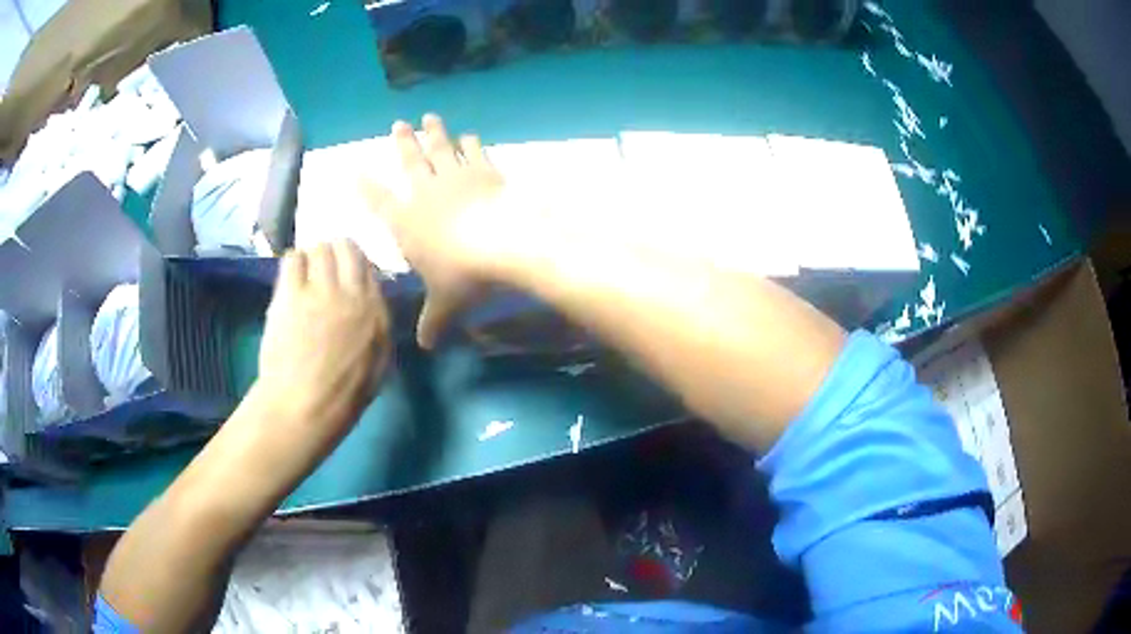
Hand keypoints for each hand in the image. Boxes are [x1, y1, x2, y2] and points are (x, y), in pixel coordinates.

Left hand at [258, 240, 389, 434]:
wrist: (303, 408)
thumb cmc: (342, 398)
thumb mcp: (378, 365)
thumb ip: (377, 328)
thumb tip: (370, 304)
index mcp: (376, 313)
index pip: (369, 267)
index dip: (354, 266)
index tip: (343, 274)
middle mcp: (353, 294)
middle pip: (346, 248)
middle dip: (335, 252)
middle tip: (323, 267)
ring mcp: (321, 291)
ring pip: (319, 248)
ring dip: (312, 257)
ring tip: (304, 273)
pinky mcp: (292, 294)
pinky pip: (292, 258)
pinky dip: (292, 263)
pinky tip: (289, 278)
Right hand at [362, 114, 525, 348]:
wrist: (504, 243)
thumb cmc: (465, 276)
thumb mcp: (446, 305)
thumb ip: (433, 323)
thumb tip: (426, 348)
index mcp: (407, 223)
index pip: (379, 201)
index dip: (366, 187)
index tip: (355, 170)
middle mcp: (426, 194)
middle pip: (410, 162)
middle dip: (403, 143)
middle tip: (398, 125)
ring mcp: (456, 178)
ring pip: (440, 150)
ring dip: (434, 133)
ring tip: (429, 117)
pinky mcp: (485, 172)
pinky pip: (475, 153)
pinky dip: (471, 144)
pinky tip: (470, 135)